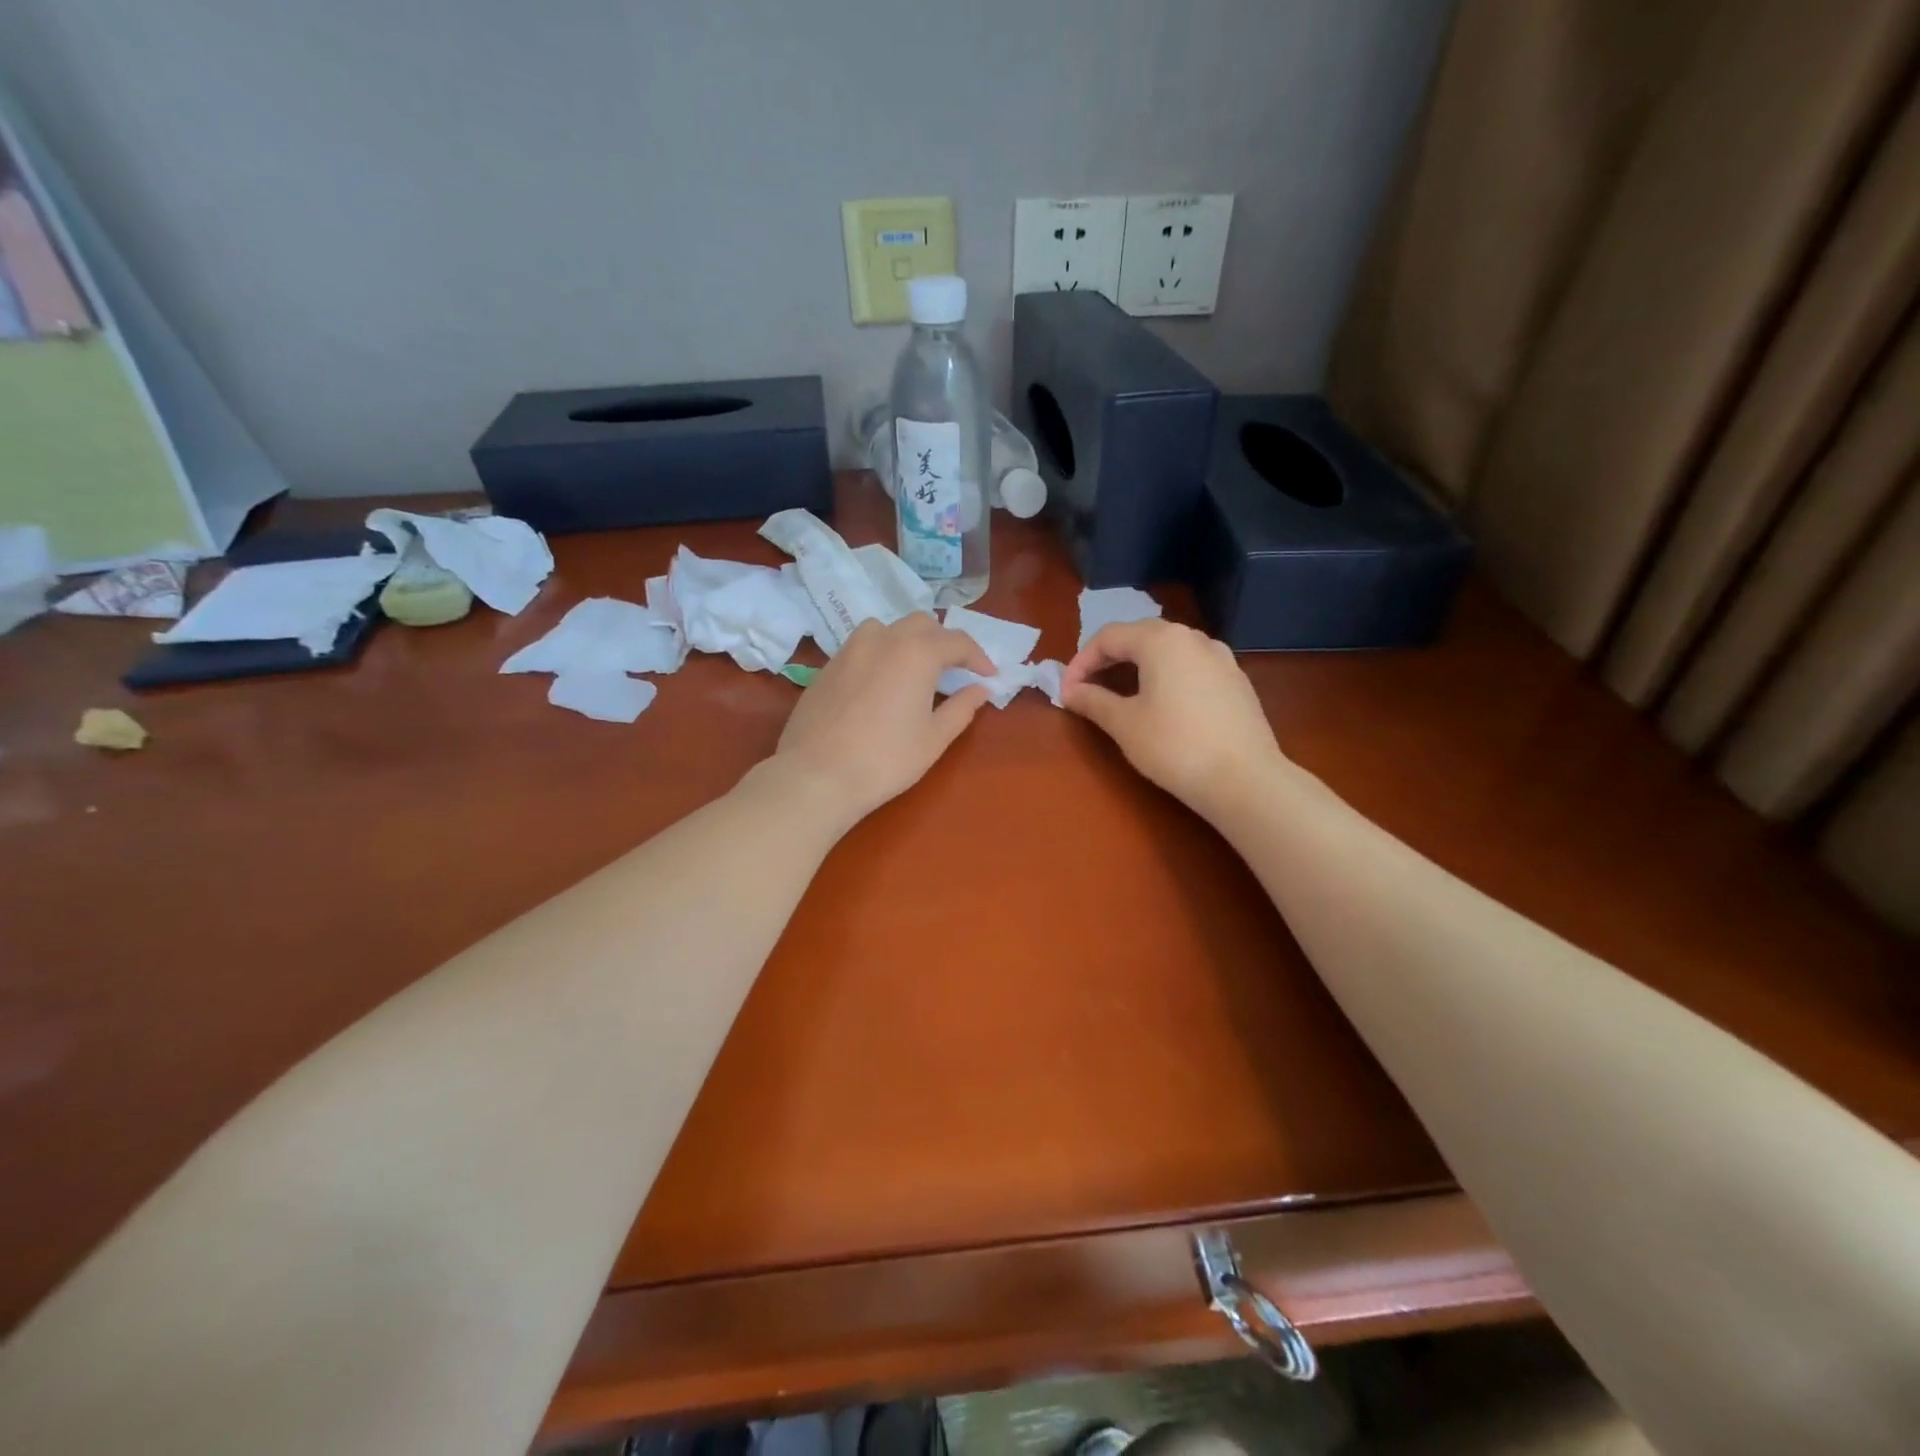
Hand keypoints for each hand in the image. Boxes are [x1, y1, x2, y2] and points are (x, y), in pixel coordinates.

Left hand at [772, 614, 994, 826]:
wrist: (817, 774)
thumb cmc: (885, 759)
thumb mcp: (934, 738)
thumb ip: (961, 708)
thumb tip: (980, 689)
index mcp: (917, 652)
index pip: (957, 641)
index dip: (978, 657)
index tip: (989, 675)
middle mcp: (884, 639)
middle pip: (922, 624)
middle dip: (944, 642)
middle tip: (955, 670)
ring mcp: (850, 649)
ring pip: (888, 627)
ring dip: (909, 639)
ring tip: (916, 668)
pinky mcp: (828, 665)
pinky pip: (862, 645)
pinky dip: (881, 652)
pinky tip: (882, 681)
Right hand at [1060, 619, 1284, 815]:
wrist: (1245, 779)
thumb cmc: (1174, 746)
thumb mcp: (1125, 724)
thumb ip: (1093, 701)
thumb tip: (1071, 691)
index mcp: (1161, 640)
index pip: (1109, 637)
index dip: (1081, 662)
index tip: (1066, 692)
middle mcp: (1193, 638)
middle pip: (1140, 636)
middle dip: (1109, 659)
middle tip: (1088, 688)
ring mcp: (1221, 658)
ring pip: (1169, 650)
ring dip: (1139, 666)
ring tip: (1122, 694)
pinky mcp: (1237, 681)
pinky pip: (1192, 667)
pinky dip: (1167, 677)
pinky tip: (1164, 706)